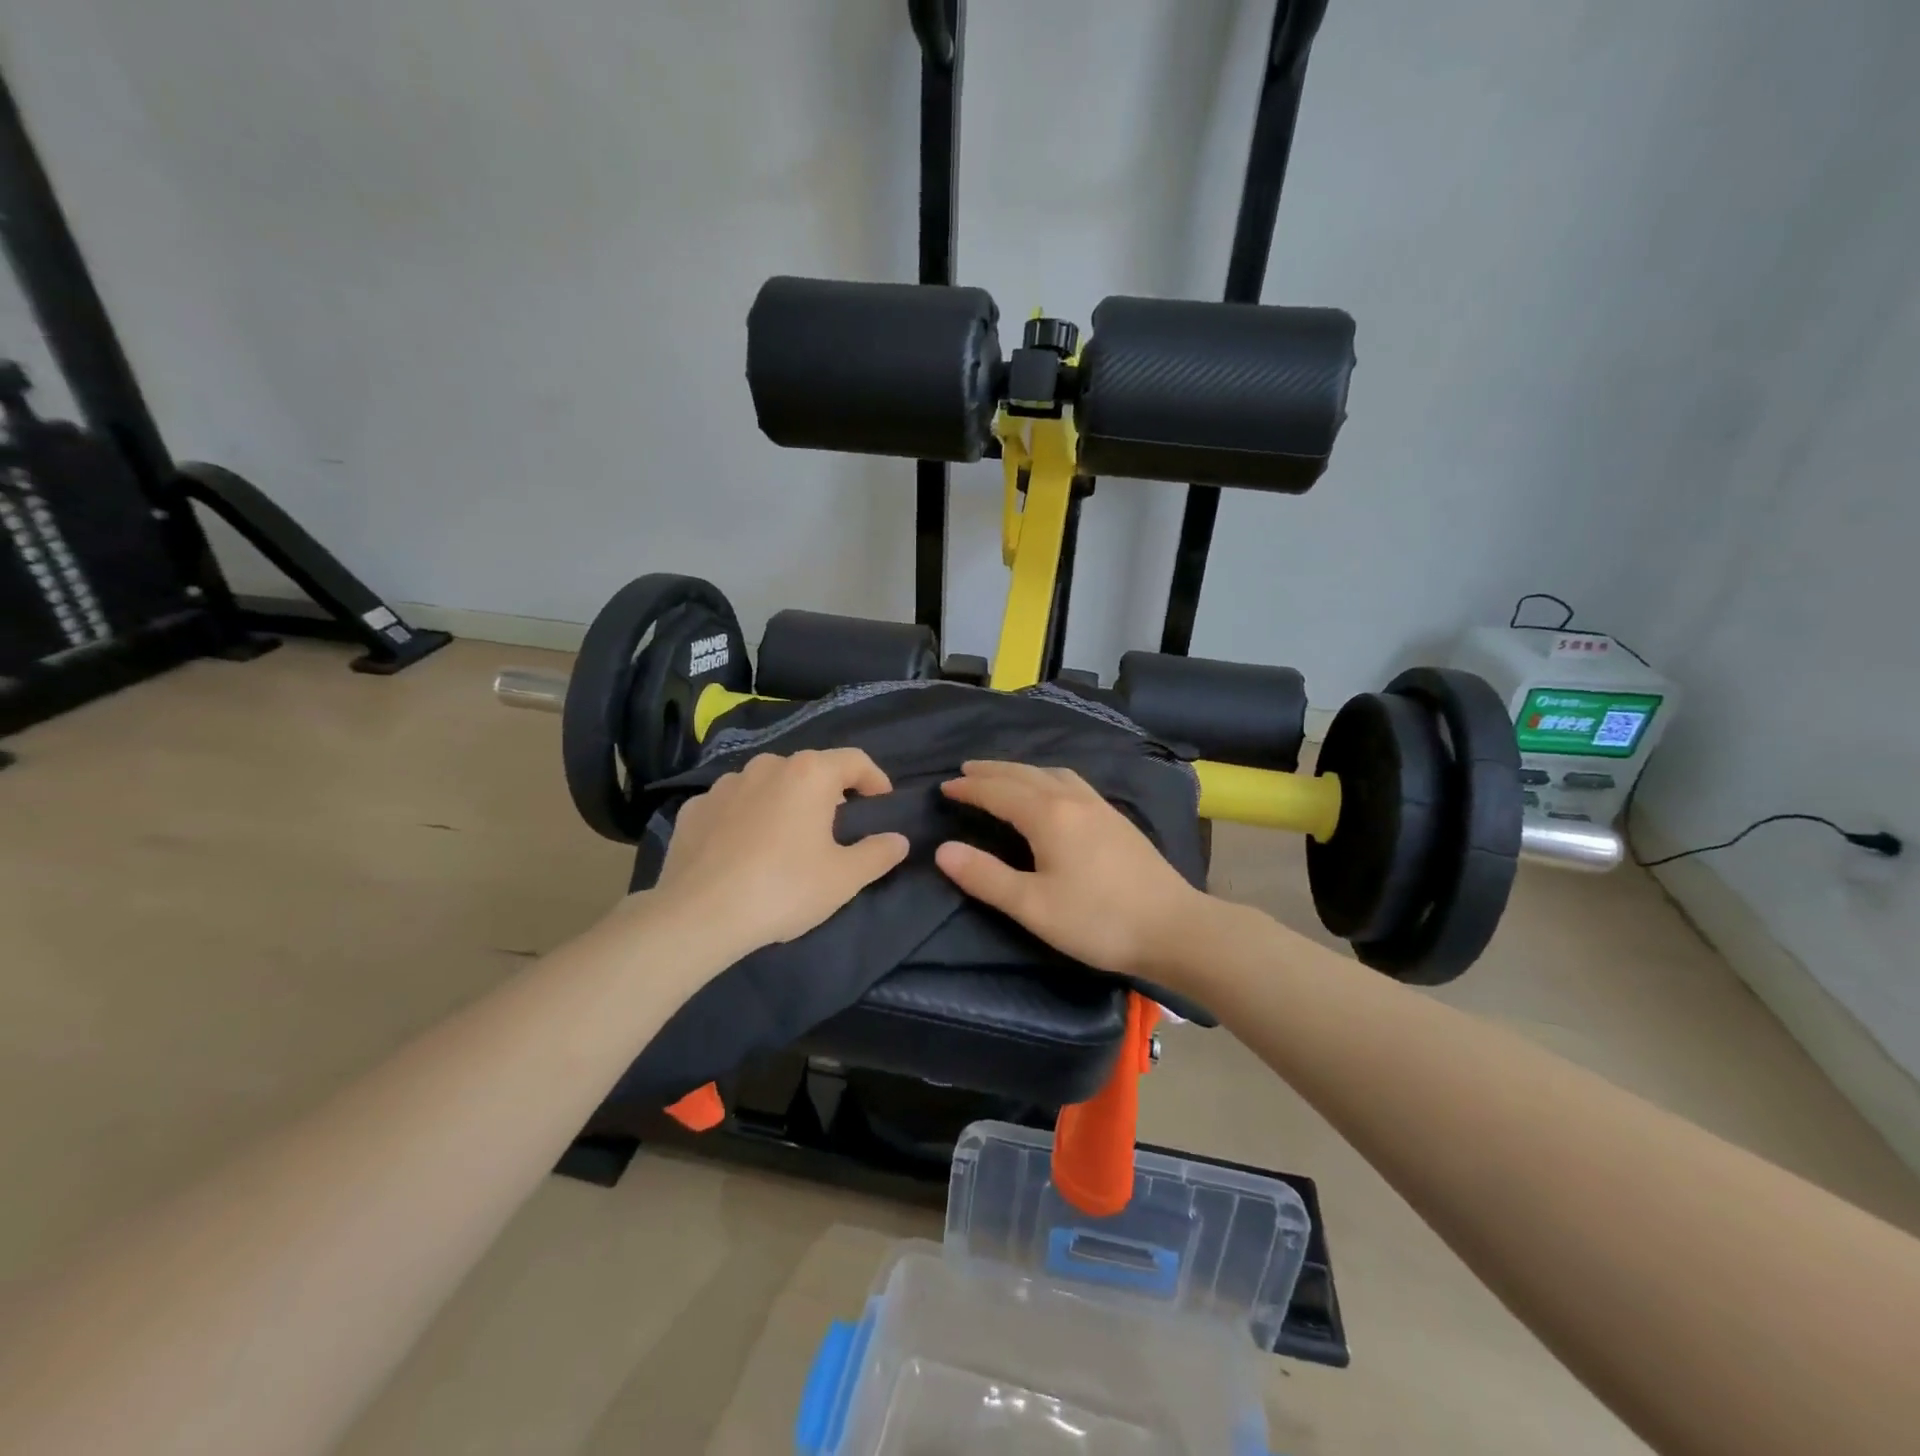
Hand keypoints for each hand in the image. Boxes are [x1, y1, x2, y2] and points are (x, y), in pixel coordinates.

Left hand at [648, 749, 908, 960]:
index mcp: (809, 774)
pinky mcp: (694, 809)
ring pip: (767, 785)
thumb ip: (878, 853)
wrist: (698, 915)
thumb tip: (898, 840)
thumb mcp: (844, 878)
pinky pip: (732, 805)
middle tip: (835, 827)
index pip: (855, 760)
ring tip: (786, 840)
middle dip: (828, 793)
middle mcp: (767, 766)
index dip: (875, 779)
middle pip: (809, 770)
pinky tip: (743, 851)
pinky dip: (745, 818)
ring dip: (784, 803)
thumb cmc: (784, 888)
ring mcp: (725, 785)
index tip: (881, 803)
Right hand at [935, 761, 1210, 979]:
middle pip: (1024, 775)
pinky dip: (1047, 777)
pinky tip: (1053, 791)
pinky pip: (1072, 782)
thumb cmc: (1098, 920)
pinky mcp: (1117, 819)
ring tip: (1003, 776)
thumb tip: (943, 850)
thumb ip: (986, 877)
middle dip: (992, 771)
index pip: (999, 792)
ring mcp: (1100, 806)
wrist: (1174, 927)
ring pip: (1051, 774)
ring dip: (1021, 771)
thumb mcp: (1033, 906)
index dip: (969, 789)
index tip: (944, 787)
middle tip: (965, 771)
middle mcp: (1073, 800)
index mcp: (1049, 815)